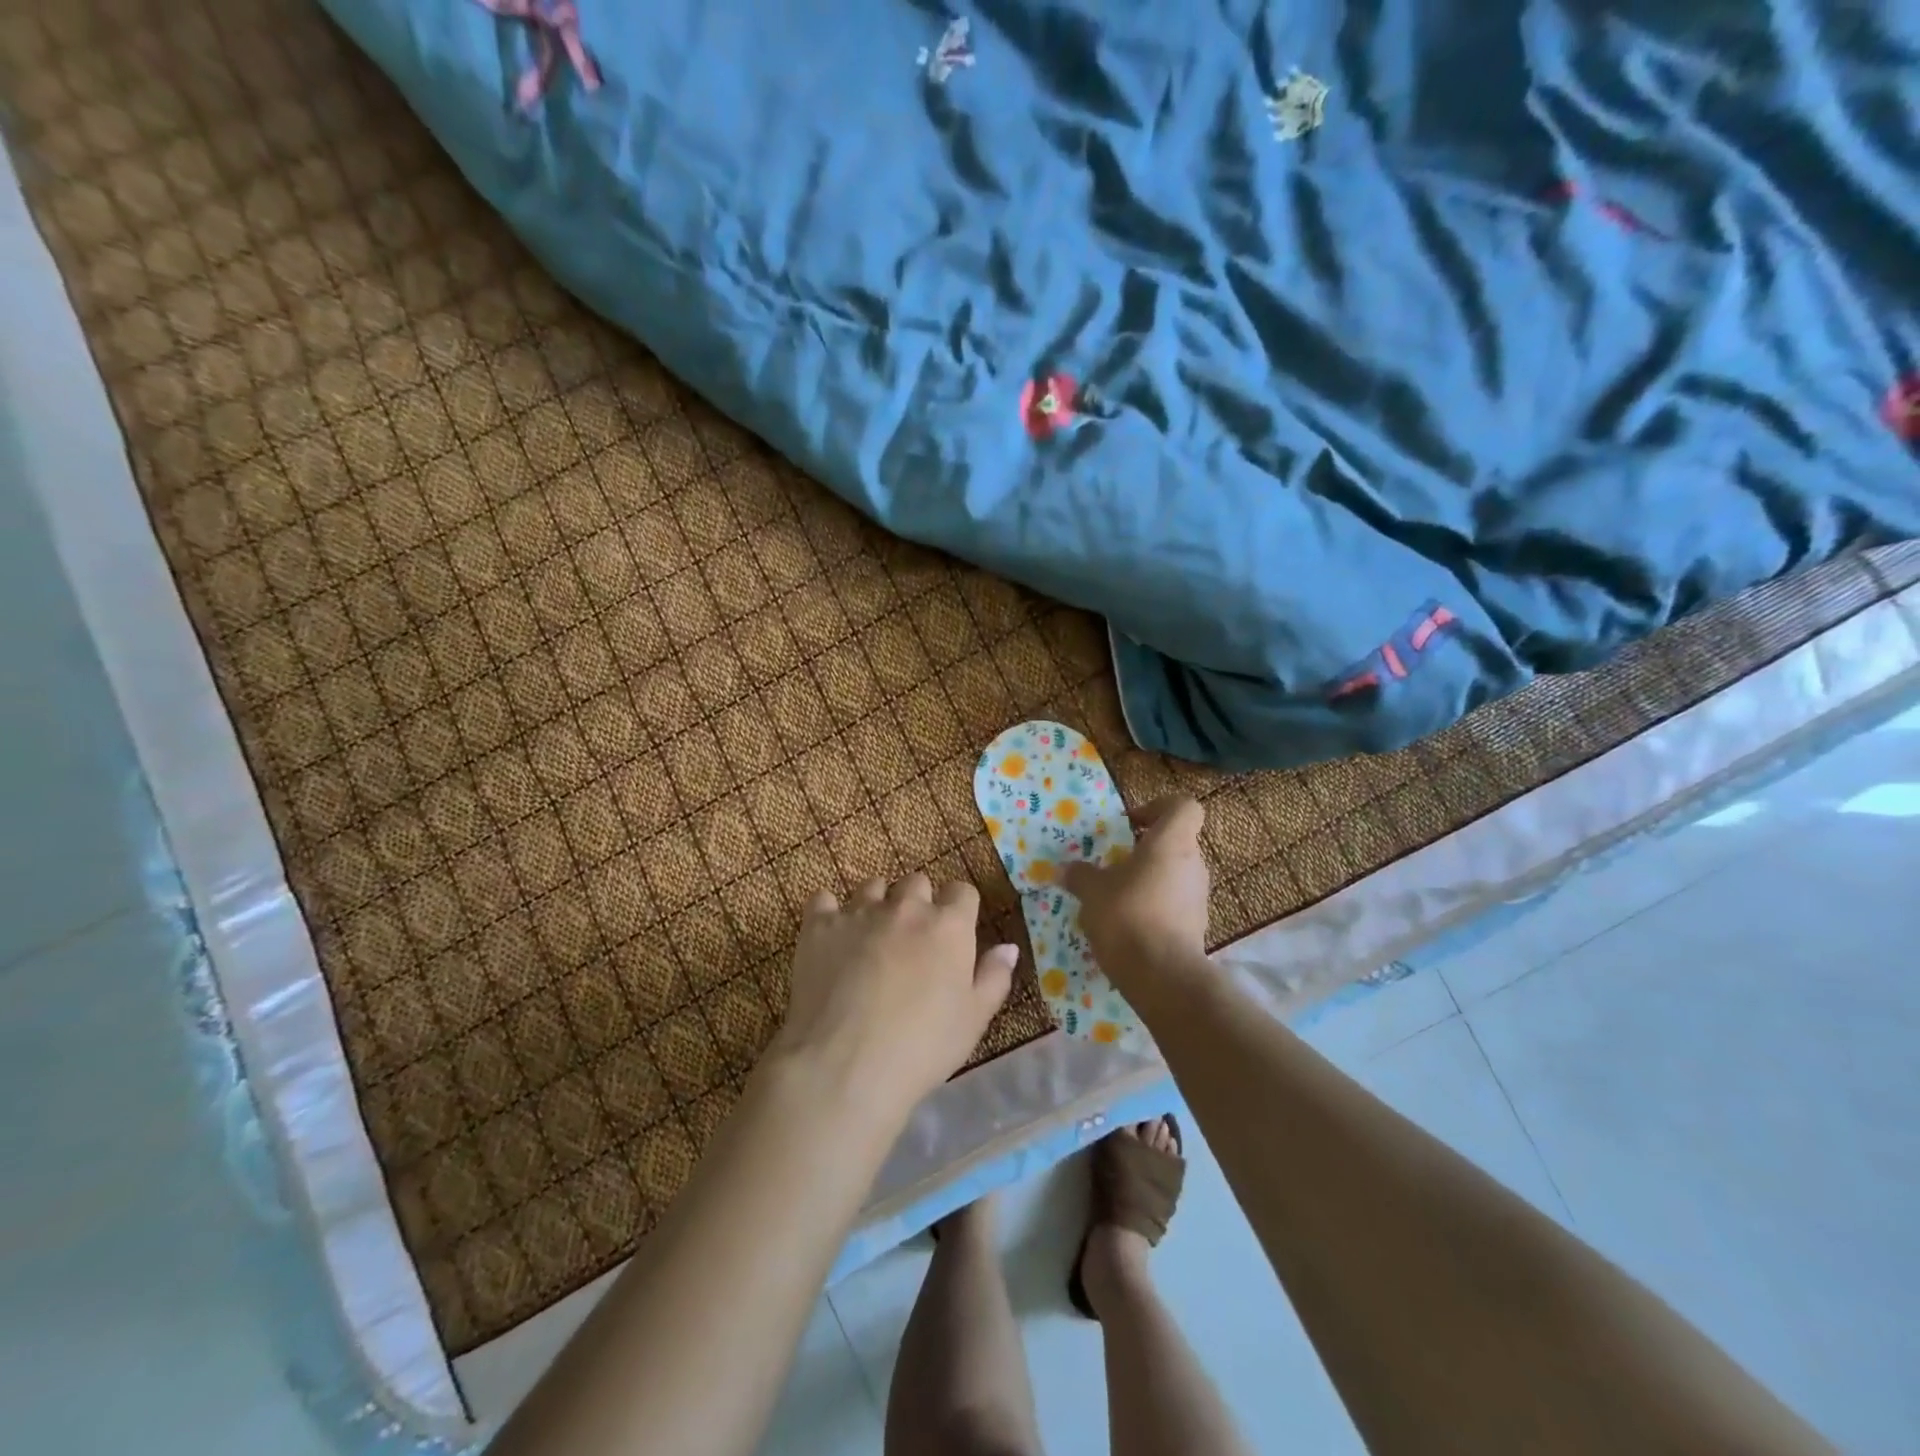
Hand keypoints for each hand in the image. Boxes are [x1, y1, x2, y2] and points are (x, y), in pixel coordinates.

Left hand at [769, 873, 1017, 1120]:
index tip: (953, 933)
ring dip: (876, 904)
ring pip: (872, 887)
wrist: (846, 1064)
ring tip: (870, 937)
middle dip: (918, 903)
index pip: (962, 891)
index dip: (959, 909)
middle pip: (917, 883)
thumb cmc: (922, 1046)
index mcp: (948, 926)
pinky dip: (828, 912)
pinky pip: (823, 900)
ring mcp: (859, 912)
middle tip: (911, 940)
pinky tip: (830, 936)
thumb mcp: (974, 1019)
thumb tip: (1009, 947)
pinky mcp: (819, 926)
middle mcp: (906, 907)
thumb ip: (994, 977)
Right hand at [1060, 796, 1210, 991]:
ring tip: (1116, 897)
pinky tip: (1128, 925)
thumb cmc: (1127, 915)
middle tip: (1115, 863)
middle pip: (1175, 842)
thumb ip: (1079, 875)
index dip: (1159, 808)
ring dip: (1149, 880)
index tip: (1131, 824)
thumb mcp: (1092, 891)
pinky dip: (1155, 907)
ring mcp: (1199, 897)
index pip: (1183, 807)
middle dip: (1146, 850)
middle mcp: (1192, 864)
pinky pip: (1175, 904)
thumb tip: (1065, 870)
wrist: (1162, 976)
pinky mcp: (1197, 926)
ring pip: (1174, 874)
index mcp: (1171, 842)